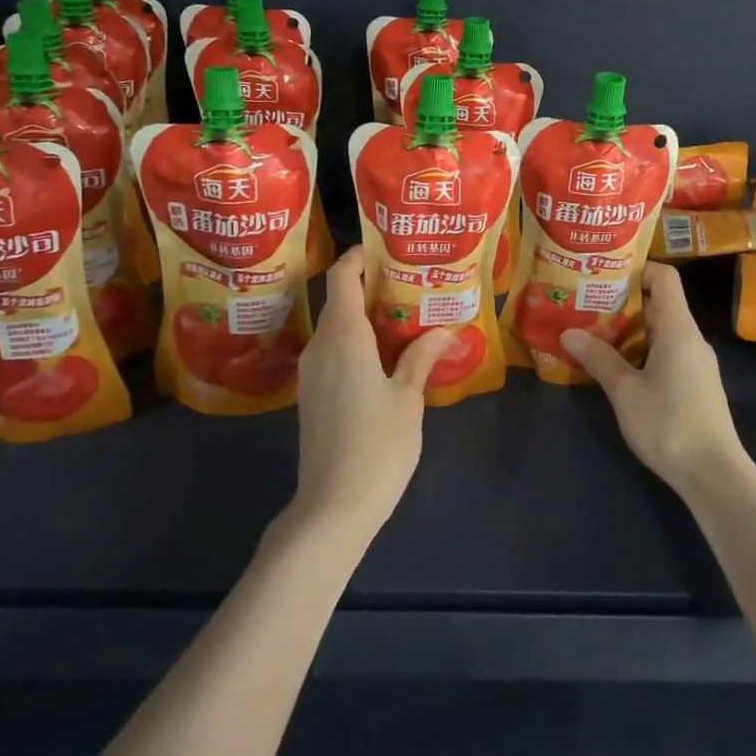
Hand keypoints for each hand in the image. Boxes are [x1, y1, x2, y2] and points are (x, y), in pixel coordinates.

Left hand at [287, 246, 455, 539]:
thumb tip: (444, 330)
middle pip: (337, 299)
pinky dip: (354, 339)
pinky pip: (331, 350)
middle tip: (407, 282)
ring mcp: (311, 371)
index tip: (385, 249)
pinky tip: (382, 353)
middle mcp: (321, 346)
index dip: (358, 257)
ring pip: (334, 326)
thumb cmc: (377, 445)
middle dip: (367, 285)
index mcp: (344, 337)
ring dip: (361, 314)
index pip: (342, 278)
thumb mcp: (408, 398)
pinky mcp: (311, 394)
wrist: (333, 506)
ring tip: (400, 314)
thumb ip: (421, 358)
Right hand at [561, 262, 747, 498]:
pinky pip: (665, 352)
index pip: (664, 277)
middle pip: (658, 304)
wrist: (714, 475)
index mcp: (678, 328)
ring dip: (628, 330)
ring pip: (660, 331)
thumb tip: (568, 332)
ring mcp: (695, 362)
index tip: (603, 274)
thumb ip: (598, 358)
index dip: (637, 269)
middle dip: (621, 301)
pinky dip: (640, 351)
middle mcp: (690, 338)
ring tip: (591, 332)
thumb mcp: (624, 391)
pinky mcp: (695, 384)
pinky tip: (615, 366)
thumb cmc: (669, 424)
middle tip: (585, 303)